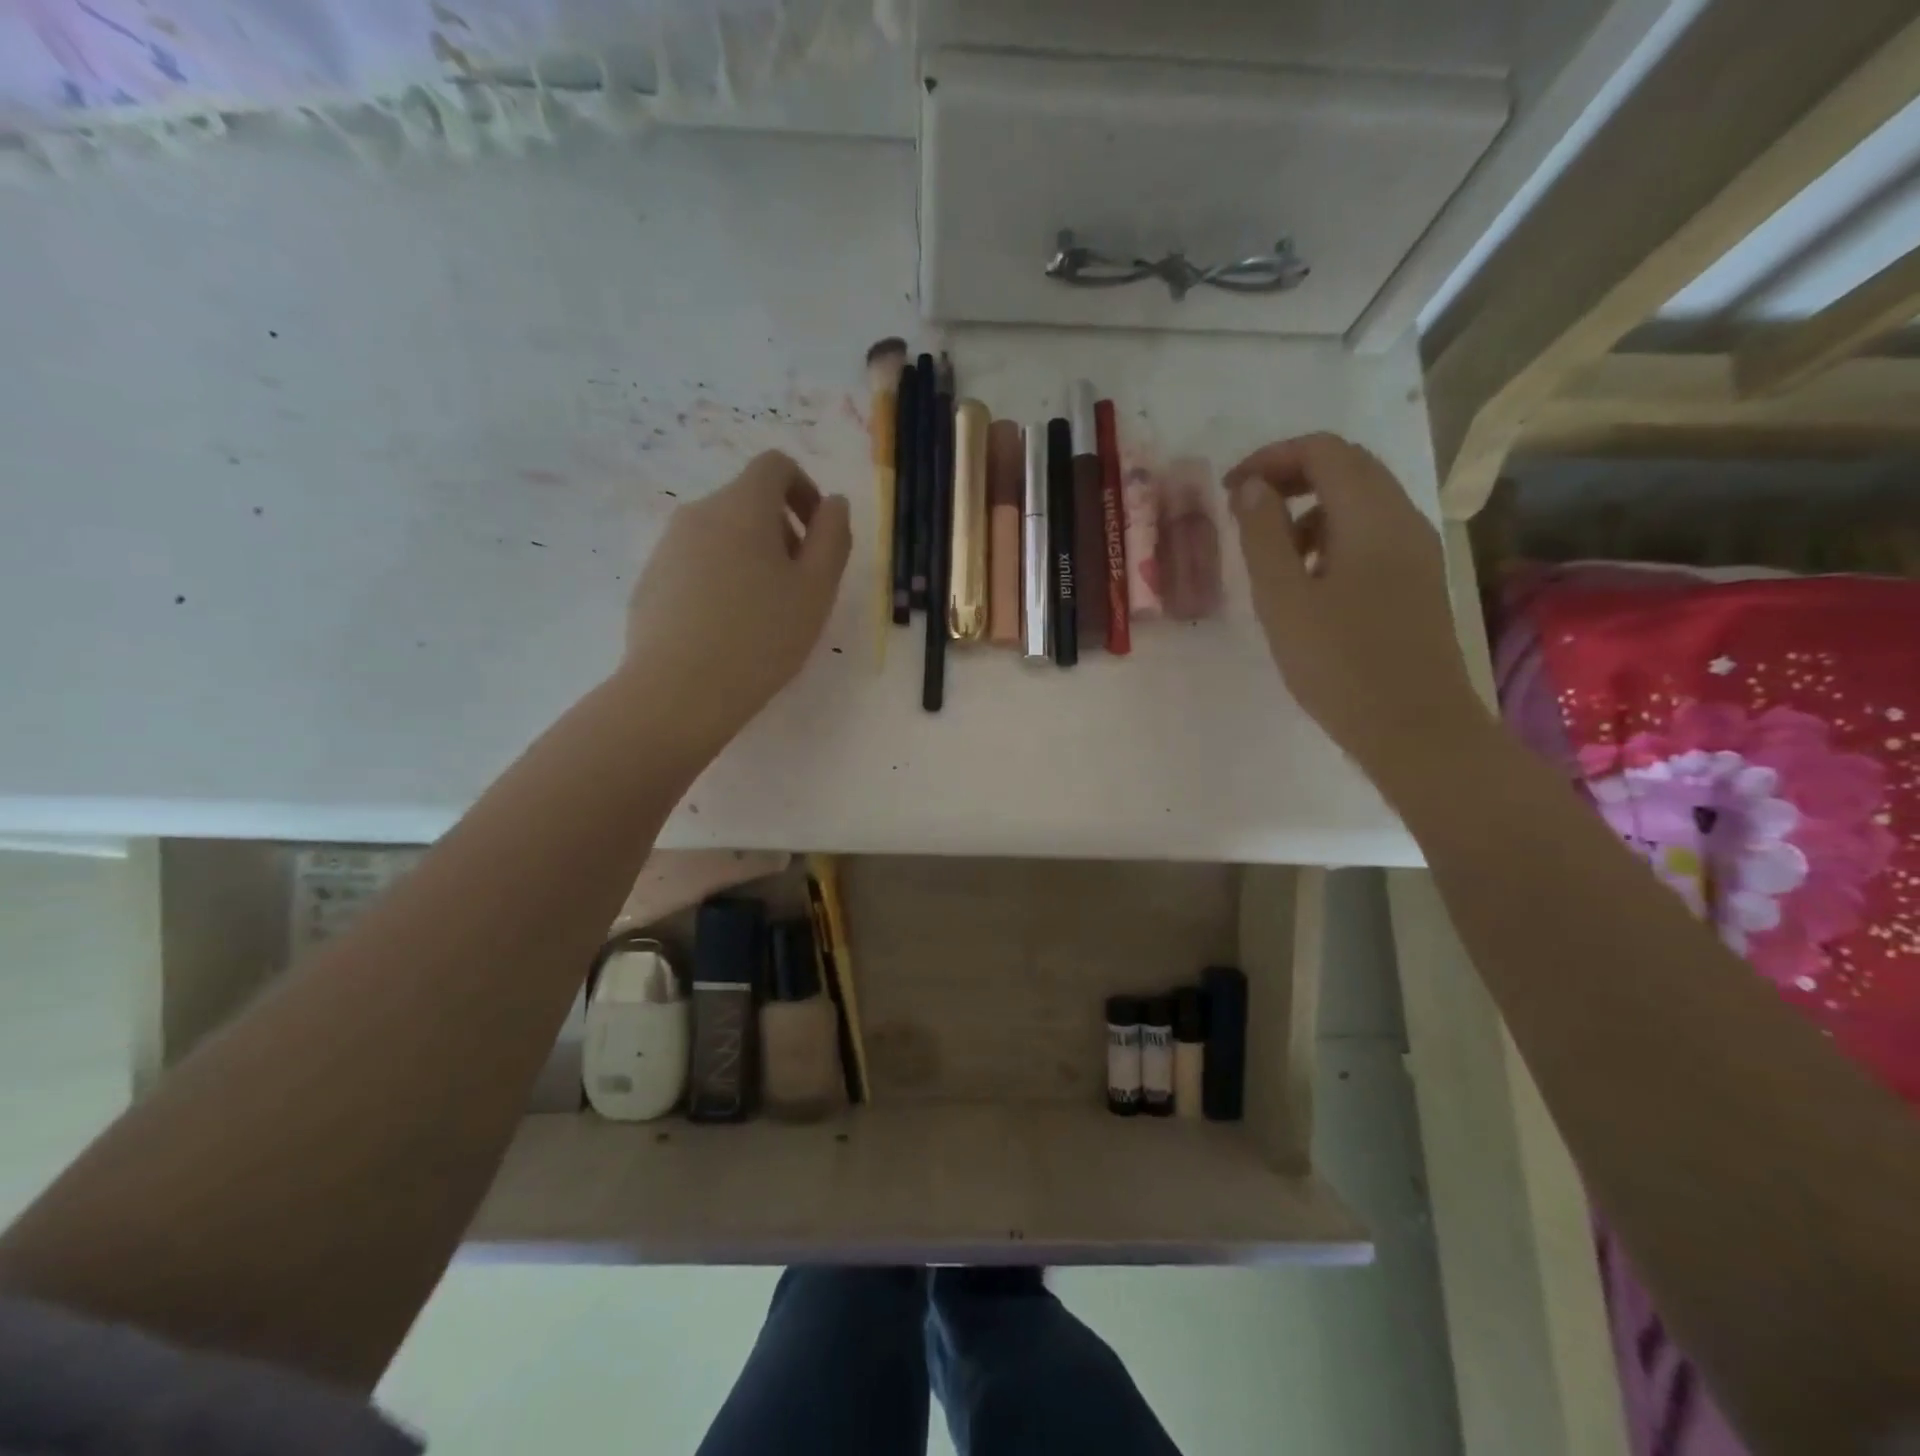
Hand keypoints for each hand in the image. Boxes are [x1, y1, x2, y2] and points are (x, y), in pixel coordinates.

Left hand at [622, 451, 851, 747]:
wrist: (679, 691)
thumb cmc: (761, 637)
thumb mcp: (816, 589)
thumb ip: (833, 537)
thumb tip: (834, 503)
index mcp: (742, 506)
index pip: (775, 466)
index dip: (804, 490)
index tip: (818, 534)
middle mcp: (699, 513)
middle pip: (747, 501)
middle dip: (782, 531)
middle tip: (800, 585)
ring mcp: (667, 547)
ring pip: (721, 534)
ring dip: (751, 557)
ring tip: (765, 613)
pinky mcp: (650, 581)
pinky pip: (695, 564)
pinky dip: (721, 579)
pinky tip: (728, 629)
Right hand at [1224, 433, 1486, 779]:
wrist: (1413, 727)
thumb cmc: (1339, 663)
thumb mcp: (1282, 598)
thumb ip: (1263, 536)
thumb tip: (1253, 488)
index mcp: (1371, 515)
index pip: (1323, 451)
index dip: (1271, 458)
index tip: (1230, 491)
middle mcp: (1402, 519)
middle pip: (1348, 467)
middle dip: (1291, 476)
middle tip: (1245, 512)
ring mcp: (1415, 550)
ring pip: (1360, 500)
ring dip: (1310, 508)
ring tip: (1271, 552)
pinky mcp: (1416, 580)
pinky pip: (1371, 534)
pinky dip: (1332, 535)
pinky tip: (1308, 581)